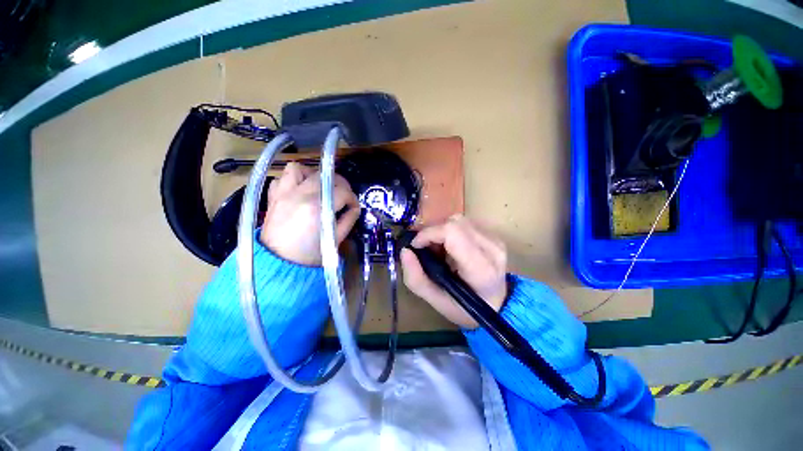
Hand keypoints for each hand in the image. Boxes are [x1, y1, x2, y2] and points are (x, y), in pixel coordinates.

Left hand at [260, 162, 359, 265]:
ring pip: (299, 168)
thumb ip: (349, 219)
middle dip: (340, 184)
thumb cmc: (311, 254)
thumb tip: (354, 207)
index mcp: (318, 207)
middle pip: (325, 175)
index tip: (354, 208)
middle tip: (343, 197)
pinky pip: (281, 178)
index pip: (343, 192)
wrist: (280, 264)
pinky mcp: (273, 197)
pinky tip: (300, 191)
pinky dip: (293, 180)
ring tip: (319, 187)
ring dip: (313, 175)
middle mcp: (300, 194)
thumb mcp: (336, 239)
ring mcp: (283, 193)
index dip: (353, 199)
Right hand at [400, 215, 507, 328]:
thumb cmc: (465, 308)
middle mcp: (492, 249)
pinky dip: (451, 231)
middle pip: (455, 222)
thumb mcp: (435, 300)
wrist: (496, 306)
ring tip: (438, 249)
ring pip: (459, 220)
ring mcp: (496, 240)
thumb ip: (416, 278)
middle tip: (426, 249)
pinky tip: (450, 247)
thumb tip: (405, 251)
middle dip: (433, 232)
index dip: (429, 233)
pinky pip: (466, 224)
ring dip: (441, 231)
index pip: (453, 233)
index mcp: (480, 268)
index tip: (416, 245)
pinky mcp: (494, 236)